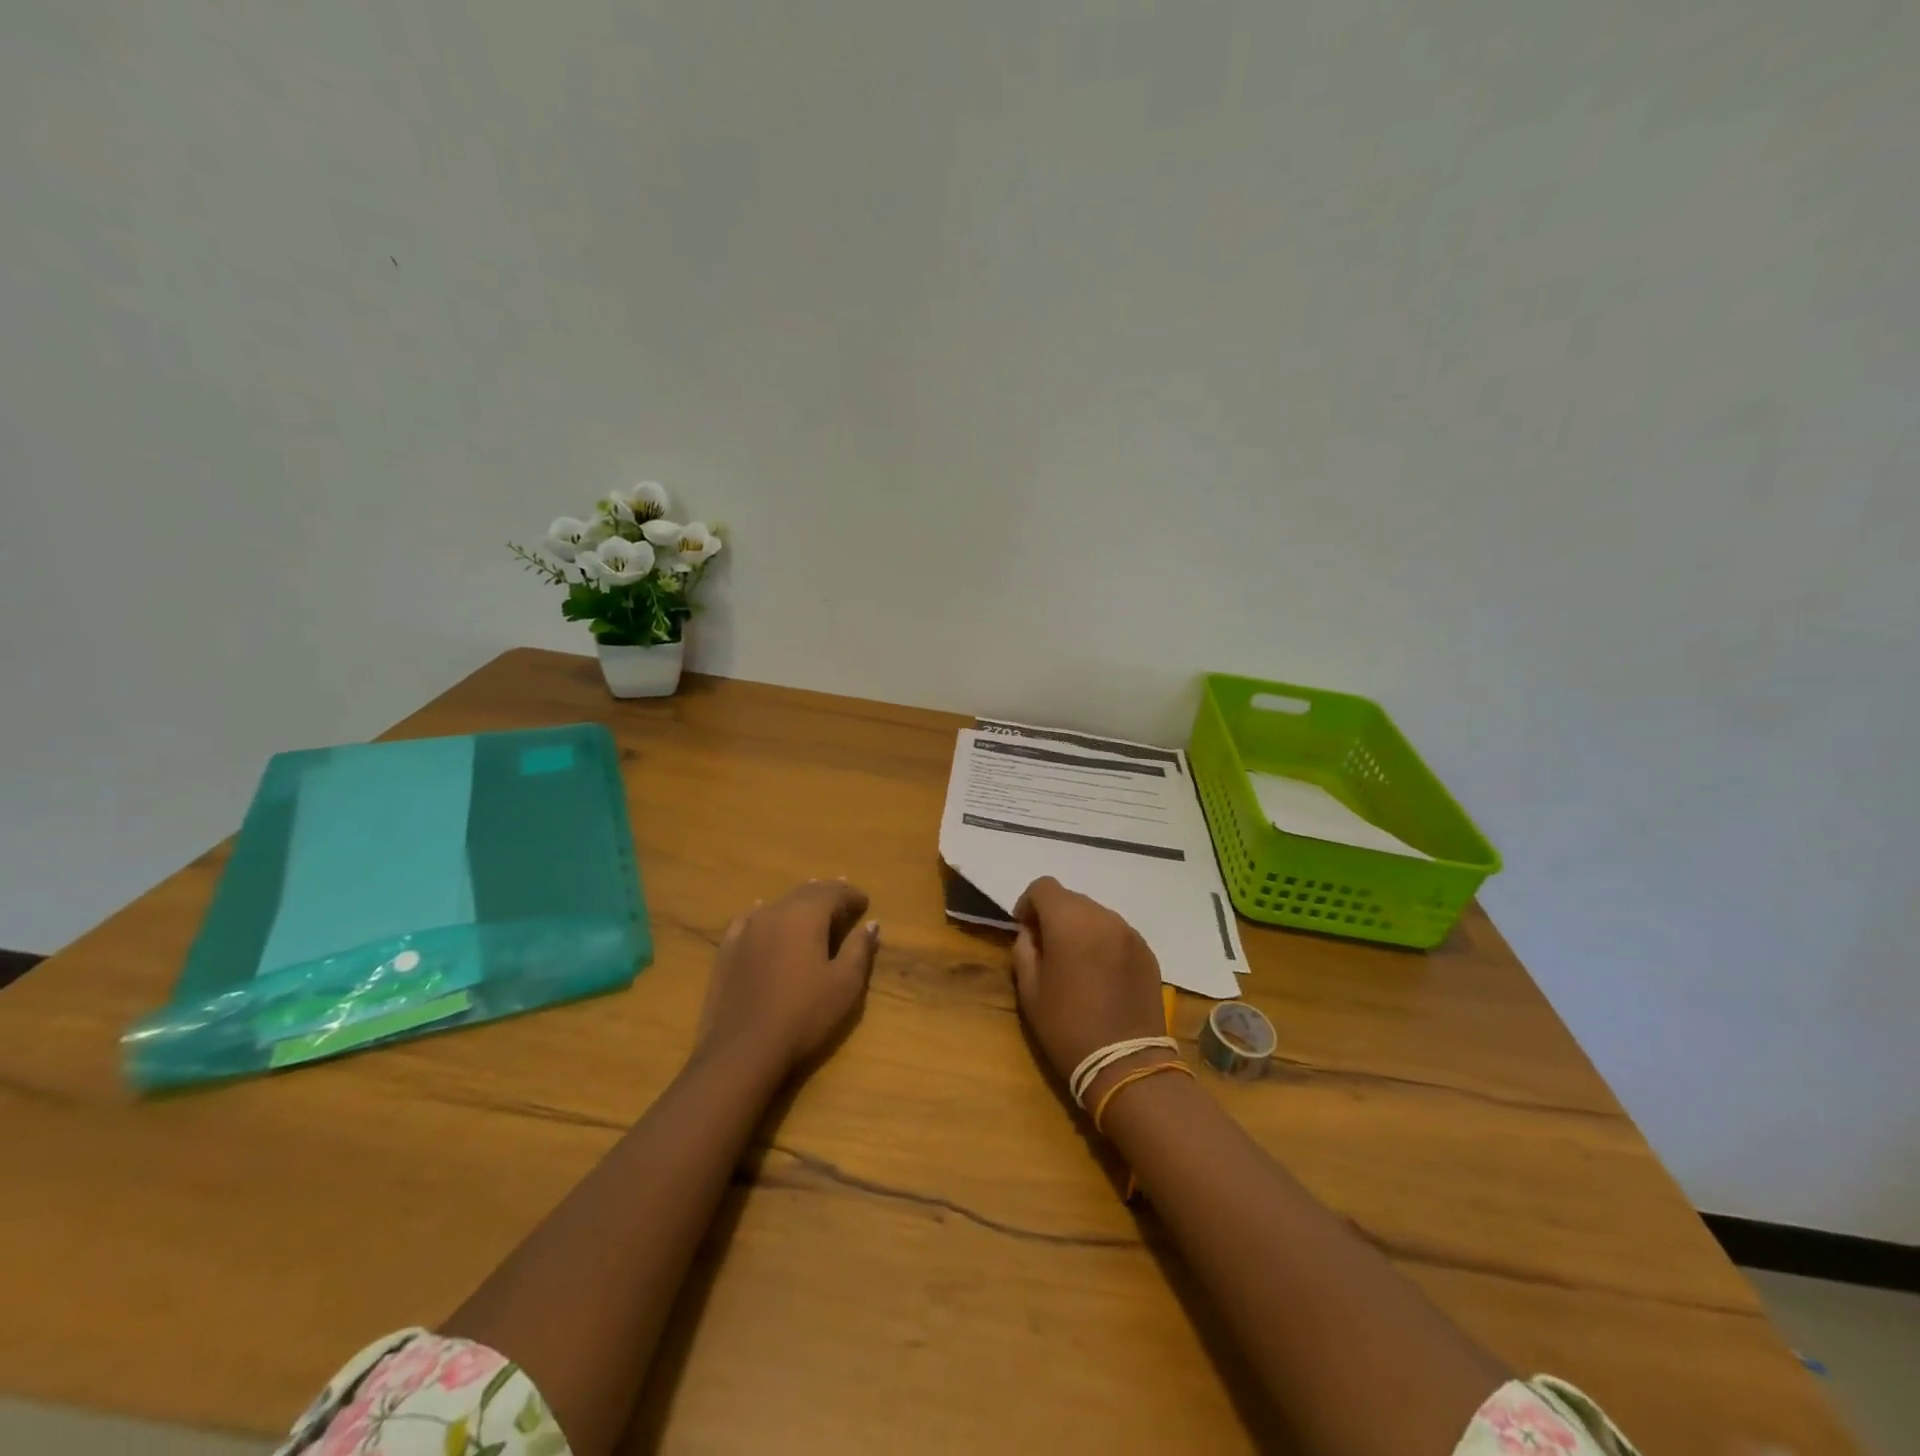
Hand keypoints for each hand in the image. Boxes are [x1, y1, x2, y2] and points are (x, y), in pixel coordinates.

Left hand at [694, 880, 879, 1075]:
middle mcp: (774, 912)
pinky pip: (751, 919)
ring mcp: (746, 929)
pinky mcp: (727, 950)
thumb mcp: (845, 984)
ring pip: (778, 904)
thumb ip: (859, 949)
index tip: (865, 903)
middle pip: (805, 893)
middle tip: (843, 900)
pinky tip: (763, 914)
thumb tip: (871, 924)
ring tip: (811, 906)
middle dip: (826, 894)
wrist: (742, 1051)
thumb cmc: (803, 1015)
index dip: (851, 895)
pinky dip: (766, 914)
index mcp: (805, 914)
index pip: (833, 892)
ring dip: (799, 903)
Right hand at [1010, 877, 1169, 1093]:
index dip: (1028, 902)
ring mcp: (1129, 933)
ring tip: (1075, 962)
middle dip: (1054, 915)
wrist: (1126, 1064)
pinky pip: (1117, 933)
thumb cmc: (1067, 1028)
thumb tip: (1031, 933)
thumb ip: (1024, 951)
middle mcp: (1103, 917)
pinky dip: (1103, 942)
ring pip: (1096, 914)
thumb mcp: (1030, 992)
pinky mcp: (1147, 951)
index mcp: (1070, 923)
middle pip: (1071, 898)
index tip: (1024, 929)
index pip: (1044, 887)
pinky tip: (1100, 974)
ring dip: (1080, 927)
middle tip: (1047, 948)